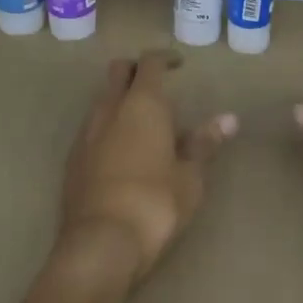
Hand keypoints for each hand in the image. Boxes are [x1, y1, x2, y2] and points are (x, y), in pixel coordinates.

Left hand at [55, 51, 237, 289]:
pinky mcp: (73, 159)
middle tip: (158, 85)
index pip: (149, 63)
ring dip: (121, 99)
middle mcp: (109, 109)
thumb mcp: (190, 176)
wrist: (100, 243)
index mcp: (142, 105)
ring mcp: (86, 133)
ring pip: (103, 99)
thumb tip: (229, 119)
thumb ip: (204, 143)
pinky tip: (124, 151)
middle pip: (118, 72)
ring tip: (146, 123)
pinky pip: (93, 127)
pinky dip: (109, 125)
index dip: (164, 58)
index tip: (179, 64)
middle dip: (136, 71)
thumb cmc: (155, 203)